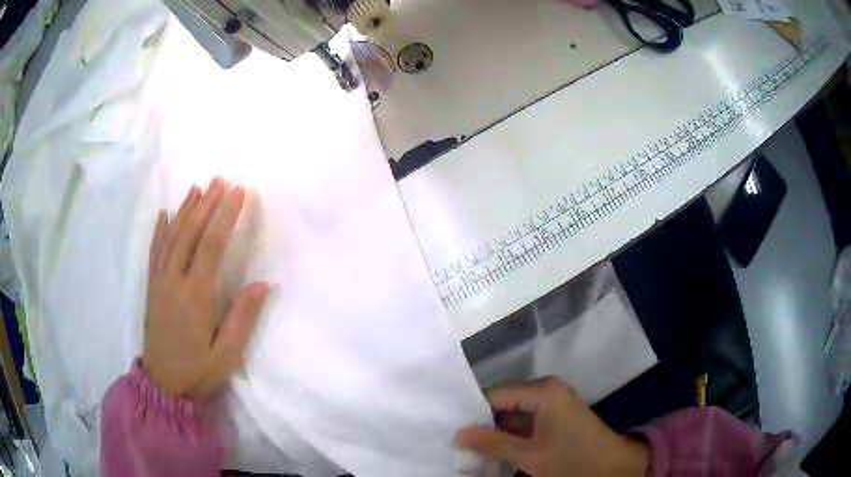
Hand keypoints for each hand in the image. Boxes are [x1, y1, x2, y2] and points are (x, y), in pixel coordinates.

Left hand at [143, 178, 268, 397]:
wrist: (163, 384)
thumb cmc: (198, 370)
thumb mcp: (228, 354)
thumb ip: (243, 318)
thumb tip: (261, 284)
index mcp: (196, 296)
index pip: (212, 246)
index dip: (226, 216)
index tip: (239, 193)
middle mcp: (175, 281)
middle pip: (190, 233)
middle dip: (206, 204)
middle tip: (221, 180)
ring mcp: (160, 282)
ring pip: (171, 237)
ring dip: (184, 210)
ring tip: (197, 188)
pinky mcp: (152, 287)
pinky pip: (154, 252)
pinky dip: (159, 230)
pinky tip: (164, 214)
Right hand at [456, 378, 648, 476]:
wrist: (612, 467)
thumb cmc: (571, 459)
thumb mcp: (529, 455)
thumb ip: (492, 443)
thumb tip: (458, 433)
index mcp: (542, 391)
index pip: (496, 394)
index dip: (473, 412)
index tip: (452, 429)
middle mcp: (547, 390)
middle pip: (505, 402)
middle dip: (484, 422)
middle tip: (459, 441)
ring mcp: (554, 402)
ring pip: (515, 413)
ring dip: (497, 431)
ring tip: (472, 447)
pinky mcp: (558, 415)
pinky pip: (527, 421)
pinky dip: (513, 435)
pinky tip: (497, 449)